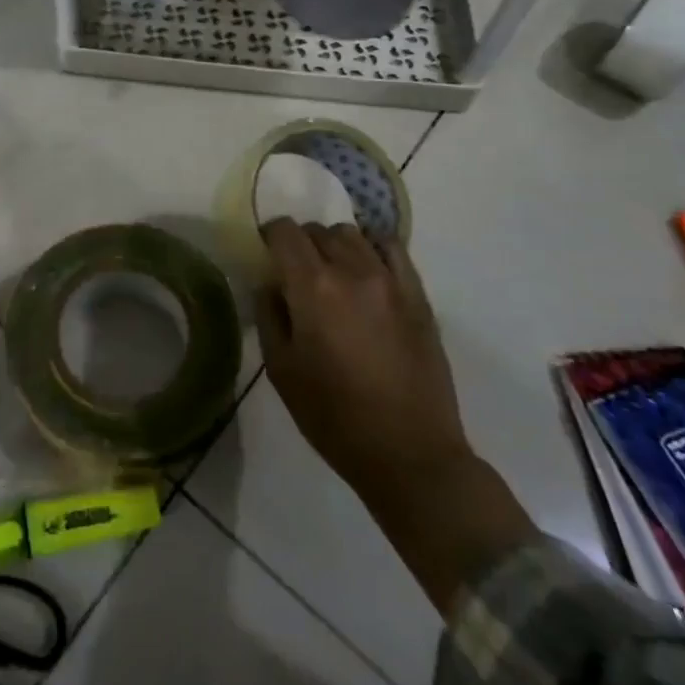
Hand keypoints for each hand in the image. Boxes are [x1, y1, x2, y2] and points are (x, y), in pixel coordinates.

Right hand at [257, 219, 535, 613]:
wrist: (409, 454)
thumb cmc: (334, 417)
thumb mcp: (281, 370)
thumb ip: (269, 315)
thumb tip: (270, 284)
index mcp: (312, 287)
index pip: (284, 232)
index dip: (270, 236)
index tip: (266, 253)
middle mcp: (351, 270)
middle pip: (318, 230)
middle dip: (301, 243)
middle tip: (296, 273)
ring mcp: (390, 280)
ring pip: (353, 235)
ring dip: (334, 245)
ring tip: (332, 274)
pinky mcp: (418, 295)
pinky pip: (392, 248)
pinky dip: (372, 248)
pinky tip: (366, 270)